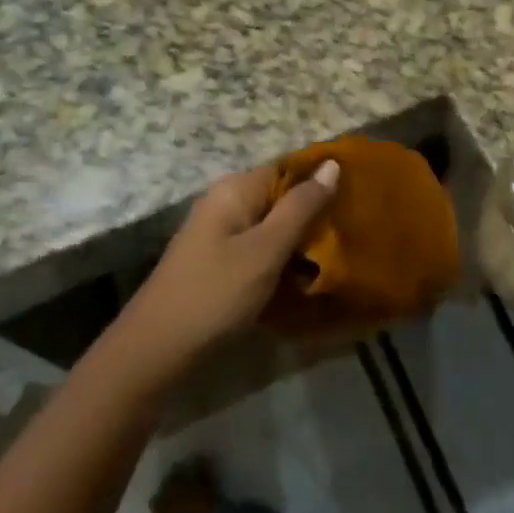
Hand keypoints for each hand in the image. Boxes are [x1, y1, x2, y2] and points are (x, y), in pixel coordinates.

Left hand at [121, 159, 339, 368]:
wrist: (157, 349)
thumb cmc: (216, 293)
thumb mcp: (266, 249)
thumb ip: (300, 207)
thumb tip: (331, 164)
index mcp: (235, 189)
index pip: (287, 168)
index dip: (321, 180)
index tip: (356, 199)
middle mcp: (225, 202)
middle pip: (280, 197)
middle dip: (313, 215)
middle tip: (350, 234)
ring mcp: (218, 233)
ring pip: (271, 226)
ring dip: (299, 241)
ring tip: (335, 258)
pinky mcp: (217, 262)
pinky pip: (258, 249)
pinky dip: (280, 259)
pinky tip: (302, 278)